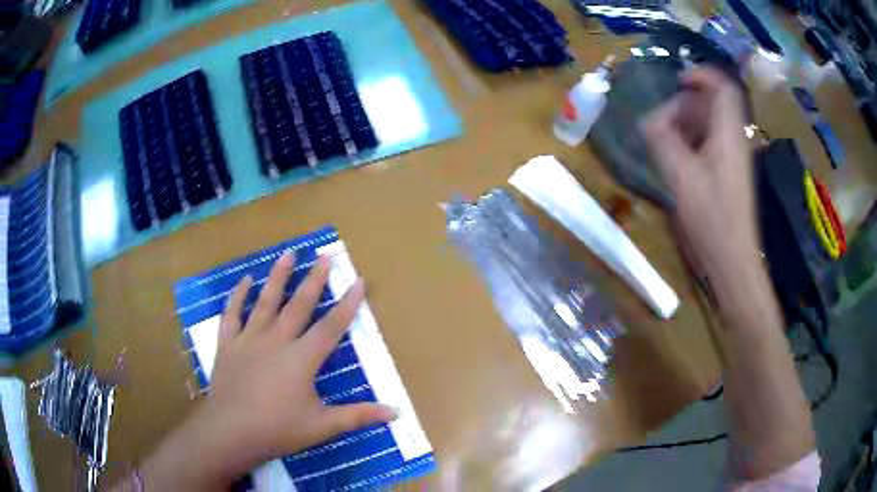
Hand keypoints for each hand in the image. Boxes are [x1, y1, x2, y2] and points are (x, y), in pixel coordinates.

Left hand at [141, 252, 396, 489]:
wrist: (231, 431)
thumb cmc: (278, 429)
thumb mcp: (322, 427)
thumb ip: (358, 416)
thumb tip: (396, 412)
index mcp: (301, 359)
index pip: (330, 327)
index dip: (347, 304)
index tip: (359, 281)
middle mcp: (276, 341)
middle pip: (298, 305)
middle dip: (314, 280)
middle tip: (324, 256)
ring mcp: (249, 339)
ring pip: (265, 301)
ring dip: (278, 276)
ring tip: (288, 253)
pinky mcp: (228, 344)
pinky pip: (232, 314)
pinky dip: (238, 295)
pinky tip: (245, 280)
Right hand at [642, 68, 759, 290]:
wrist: (732, 258)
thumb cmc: (711, 219)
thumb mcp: (681, 177)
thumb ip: (663, 141)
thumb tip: (648, 120)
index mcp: (728, 134)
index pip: (723, 87)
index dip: (701, 75)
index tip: (677, 80)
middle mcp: (735, 138)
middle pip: (715, 103)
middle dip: (688, 102)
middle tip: (665, 118)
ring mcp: (736, 155)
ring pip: (714, 122)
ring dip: (690, 121)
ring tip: (668, 136)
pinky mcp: (731, 171)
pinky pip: (714, 140)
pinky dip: (695, 138)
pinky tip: (680, 155)